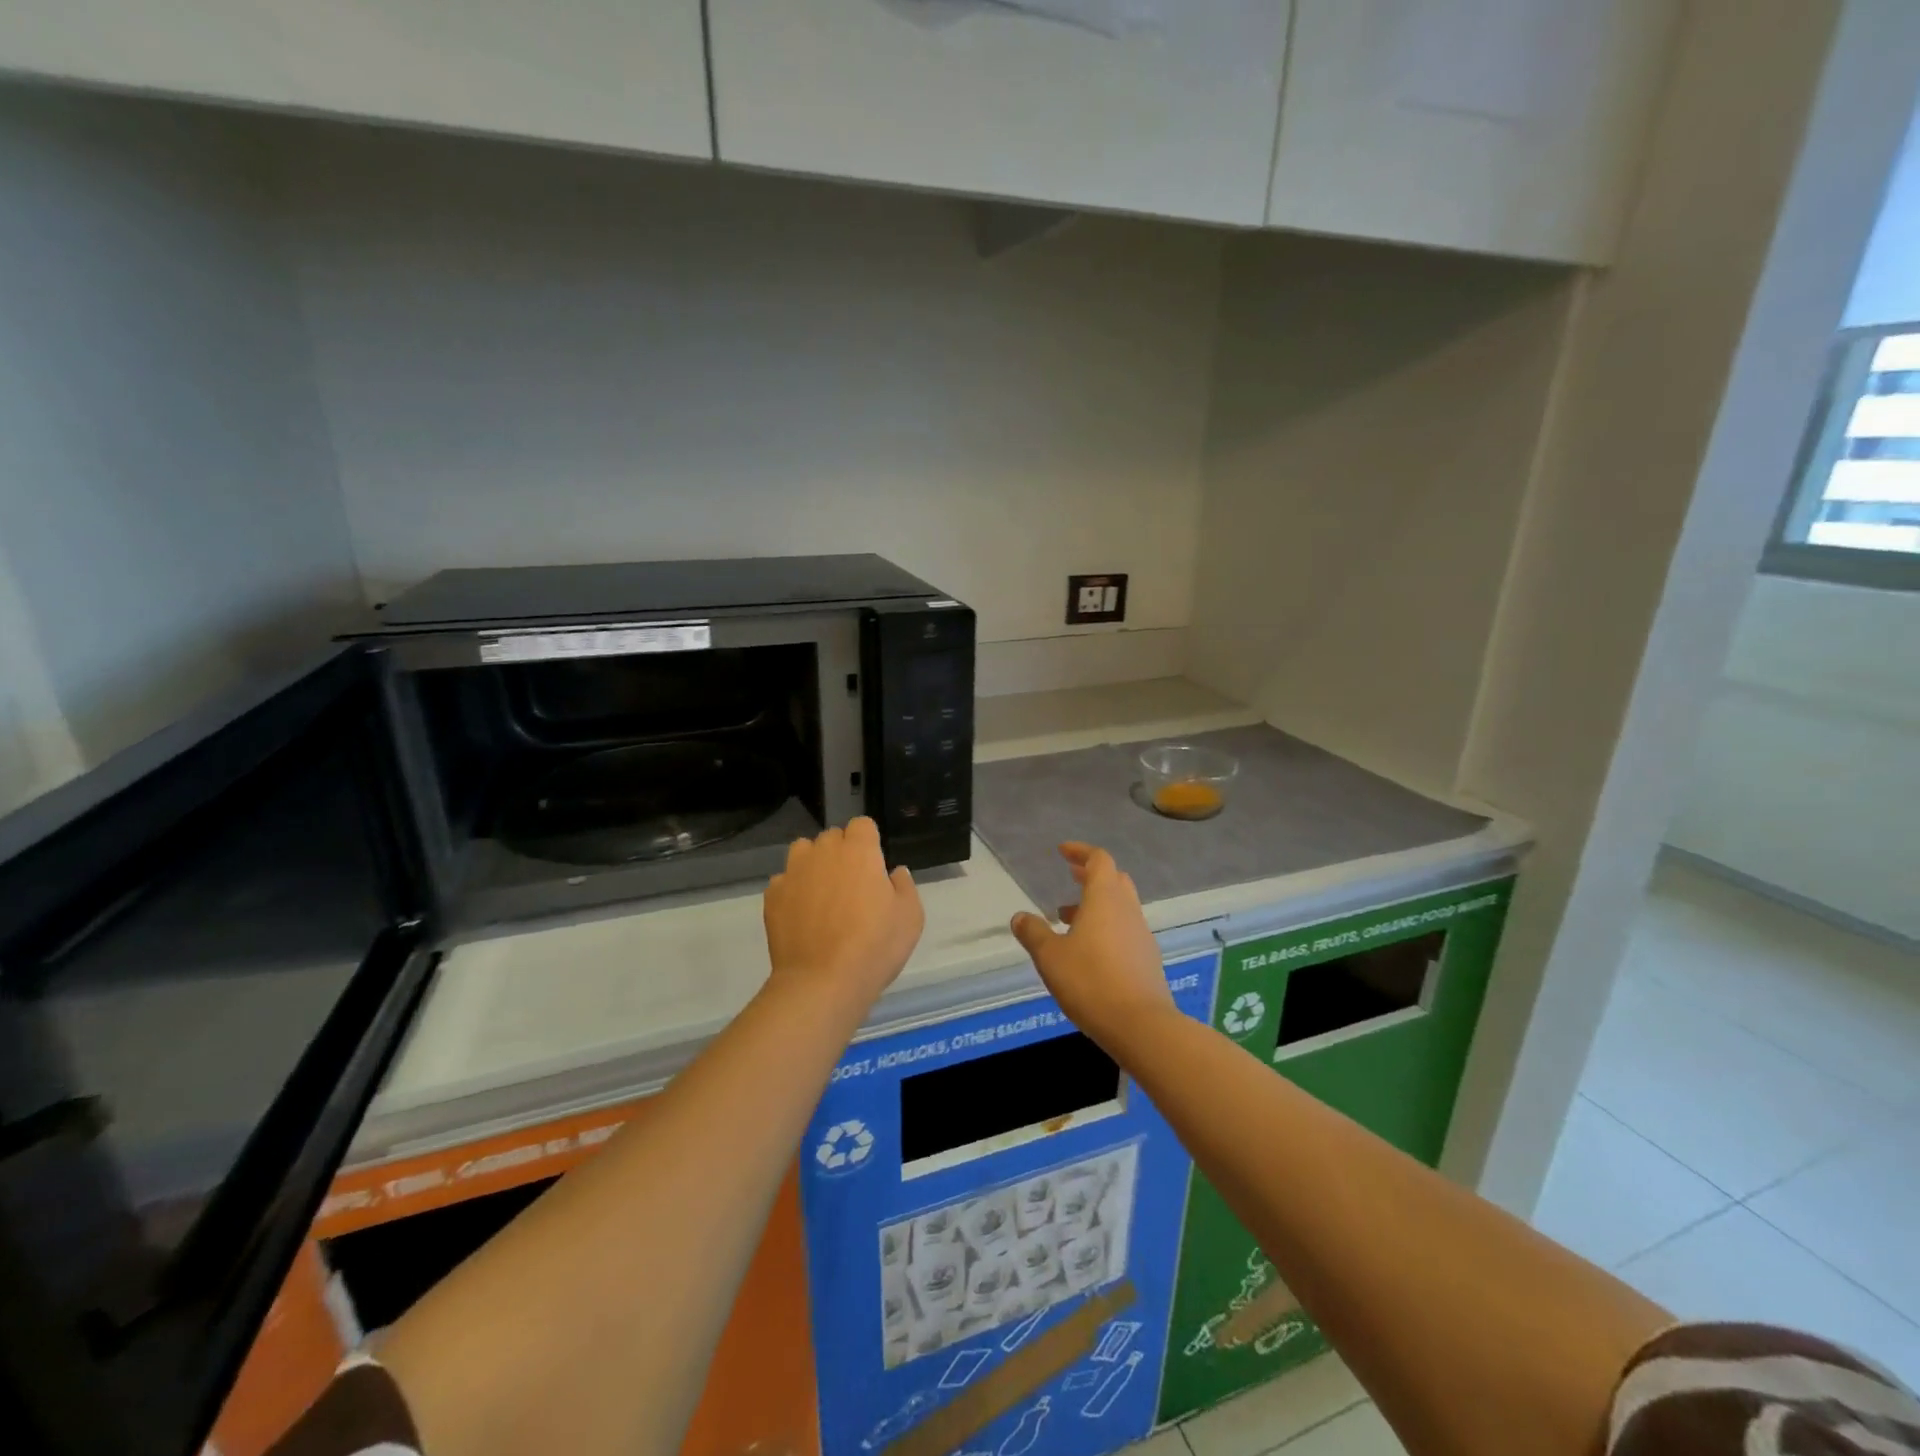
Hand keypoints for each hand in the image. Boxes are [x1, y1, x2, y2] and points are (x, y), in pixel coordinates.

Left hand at [764, 817, 924, 1014]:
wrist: (822, 982)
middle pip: (832, 836)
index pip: (862, 824)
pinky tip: (802, 916)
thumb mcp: (911, 917)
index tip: (874, 865)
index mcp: (859, 851)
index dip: (869, 842)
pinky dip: (793, 891)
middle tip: (852, 885)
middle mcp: (823, 852)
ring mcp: (793, 872)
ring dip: (814, 864)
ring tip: (823, 894)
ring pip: (803, 852)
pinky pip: (784, 881)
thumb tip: (893, 872)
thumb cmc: (875, 946)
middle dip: (842, 852)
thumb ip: (904, 885)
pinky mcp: (772, 896)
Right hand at [1010, 843, 1174, 1050]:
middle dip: (1091, 875)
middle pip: (1114, 879)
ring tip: (1068, 919)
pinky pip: (1125, 930)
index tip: (1063, 851)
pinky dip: (1107, 927)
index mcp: (1105, 899)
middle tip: (1070, 878)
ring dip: (1097, 904)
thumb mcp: (1050, 957)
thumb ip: (1034, 933)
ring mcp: (1141, 935)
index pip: (1099, 860)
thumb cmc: (1090, 981)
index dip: (1081, 852)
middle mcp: (1127, 910)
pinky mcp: (1147, 959)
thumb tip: (1019, 916)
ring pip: (1120, 906)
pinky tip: (1088, 951)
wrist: (1140, 1025)